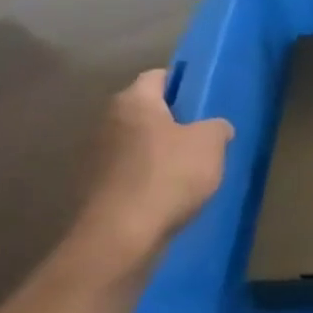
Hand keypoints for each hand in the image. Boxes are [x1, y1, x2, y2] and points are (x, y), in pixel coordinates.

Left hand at [75, 70, 234, 271]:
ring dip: (159, 151)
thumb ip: (217, 127)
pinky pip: (130, 172)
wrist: (122, 236)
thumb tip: (216, 128)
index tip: (204, 101)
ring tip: (189, 169)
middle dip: (172, 120)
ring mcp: (96, 156)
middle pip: (146, 110)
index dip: (183, 84)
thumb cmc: (169, 175)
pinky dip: (148, 177)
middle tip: (202, 135)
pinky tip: (169, 194)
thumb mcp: (211, 143)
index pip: (159, 76)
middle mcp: (108, 121)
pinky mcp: (95, 188)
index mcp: (133, 101)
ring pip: (137, 142)